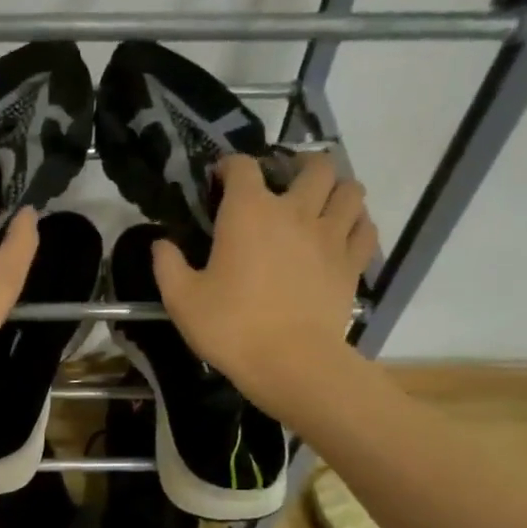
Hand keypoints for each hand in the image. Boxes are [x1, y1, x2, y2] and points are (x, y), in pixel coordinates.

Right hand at [151, 152, 373, 402]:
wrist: (289, 362)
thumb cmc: (230, 328)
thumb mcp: (182, 300)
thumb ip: (167, 266)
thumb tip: (161, 243)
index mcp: (248, 213)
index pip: (243, 167)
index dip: (230, 166)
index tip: (220, 179)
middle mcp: (295, 211)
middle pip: (315, 166)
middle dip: (300, 165)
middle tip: (286, 181)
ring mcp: (330, 235)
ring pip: (350, 190)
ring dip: (336, 189)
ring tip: (322, 202)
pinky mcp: (352, 263)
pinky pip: (365, 228)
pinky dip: (356, 222)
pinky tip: (344, 232)